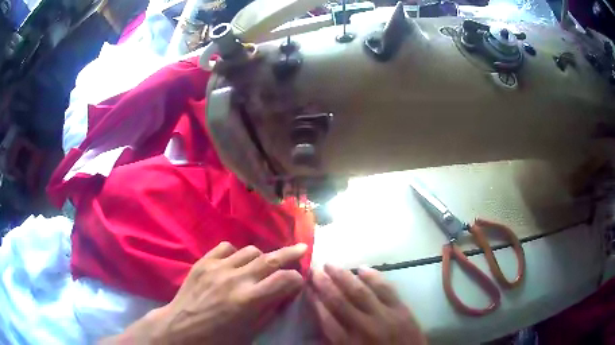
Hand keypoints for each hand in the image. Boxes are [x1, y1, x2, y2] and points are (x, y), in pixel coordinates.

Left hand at [103, 242, 307, 344]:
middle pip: (270, 258)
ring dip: (261, 257)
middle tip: (301, 248)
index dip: (297, 279)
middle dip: (291, 253)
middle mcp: (235, 278)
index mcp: (249, 300)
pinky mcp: (203, 262)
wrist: (181, 330)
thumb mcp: (250, 332)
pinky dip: (236, 253)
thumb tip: (285, 294)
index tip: (299, 282)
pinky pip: (226, 247)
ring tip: (261, 266)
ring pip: (250, 250)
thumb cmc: (218, 339)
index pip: (285, 279)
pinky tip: (235, 263)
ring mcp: (217, 267)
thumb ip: (269, 310)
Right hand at [308, 264, 427, 344]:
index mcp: (349, 342)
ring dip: (344, 276)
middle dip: (324, 284)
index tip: (306, 287)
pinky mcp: (402, 309)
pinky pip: (386, 289)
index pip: (326, 318)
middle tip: (313, 269)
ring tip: (330, 264)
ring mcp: (386, 316)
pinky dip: (374, 277)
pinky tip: (363, 268)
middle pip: (340, 301)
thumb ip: (335, 340)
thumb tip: (322, 317)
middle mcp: (365, 327)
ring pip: (361, 292)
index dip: (314, 301)